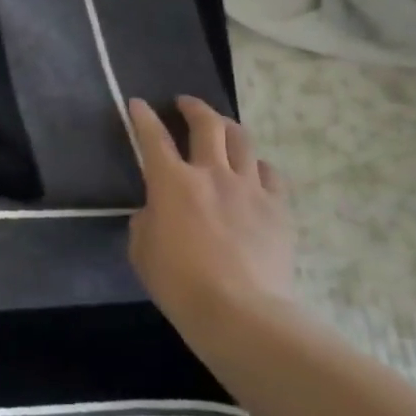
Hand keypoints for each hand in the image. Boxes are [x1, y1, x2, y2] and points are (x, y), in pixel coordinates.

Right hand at [126, 96, 294, 335]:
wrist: (240, 311)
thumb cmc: (178, 281)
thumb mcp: (141, 247)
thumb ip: (147, 219)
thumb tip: (157, 211)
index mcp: (171, 182)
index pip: (152, 137)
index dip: (142, 116)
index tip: (137, 103)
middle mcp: (211, 173)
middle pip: (207, 124)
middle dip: (194, 107)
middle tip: (185, 104)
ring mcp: (250, 188)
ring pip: (242, 140)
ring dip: (228, 128)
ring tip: (221, 128)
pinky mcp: (278, 208)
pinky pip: (270, 173)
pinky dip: (256, 165)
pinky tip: (252, 171)